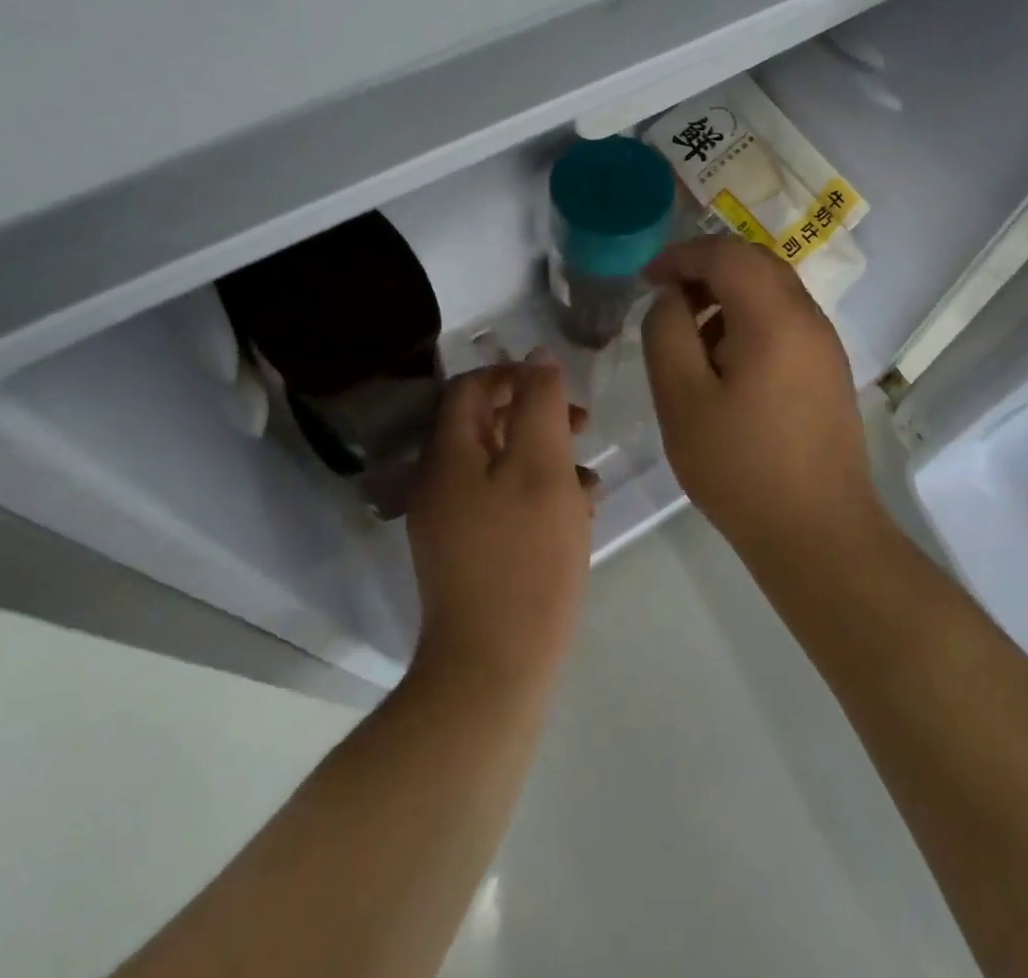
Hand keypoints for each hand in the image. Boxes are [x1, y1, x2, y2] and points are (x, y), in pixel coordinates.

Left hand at [405, 353, 594, 699]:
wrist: (492, 670)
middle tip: (582, 425)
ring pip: (499, 466)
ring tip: (589, 477)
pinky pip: (501, 504)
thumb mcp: (542, 468)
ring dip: (543, 458)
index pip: (469, 388)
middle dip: (535, 416)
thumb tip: (538, 357)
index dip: (513, 375)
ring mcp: (449, 522)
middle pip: (484, 426)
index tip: (559, 387)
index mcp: (447, 455)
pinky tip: (577, 515)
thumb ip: (539, 405)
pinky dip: (536, 496)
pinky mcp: (467, 555)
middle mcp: (438, 483)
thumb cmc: (525, 560)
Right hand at [642, 237, 879, 553]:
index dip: (681, 256)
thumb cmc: (740, 467)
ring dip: (727, 294)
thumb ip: (666, 333)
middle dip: (705, 269)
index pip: (726, 253)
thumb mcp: (681, 399)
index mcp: (774, 318)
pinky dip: (749, 319)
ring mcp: (825, 345)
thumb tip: (671, 298)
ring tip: (691, 336)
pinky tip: (725, 364)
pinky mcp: (828, 370)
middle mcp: (809, 319)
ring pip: (772, 290)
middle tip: (666, 299)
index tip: (646, 279)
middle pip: (754, 263)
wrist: (818, 534)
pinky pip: (785, 321)